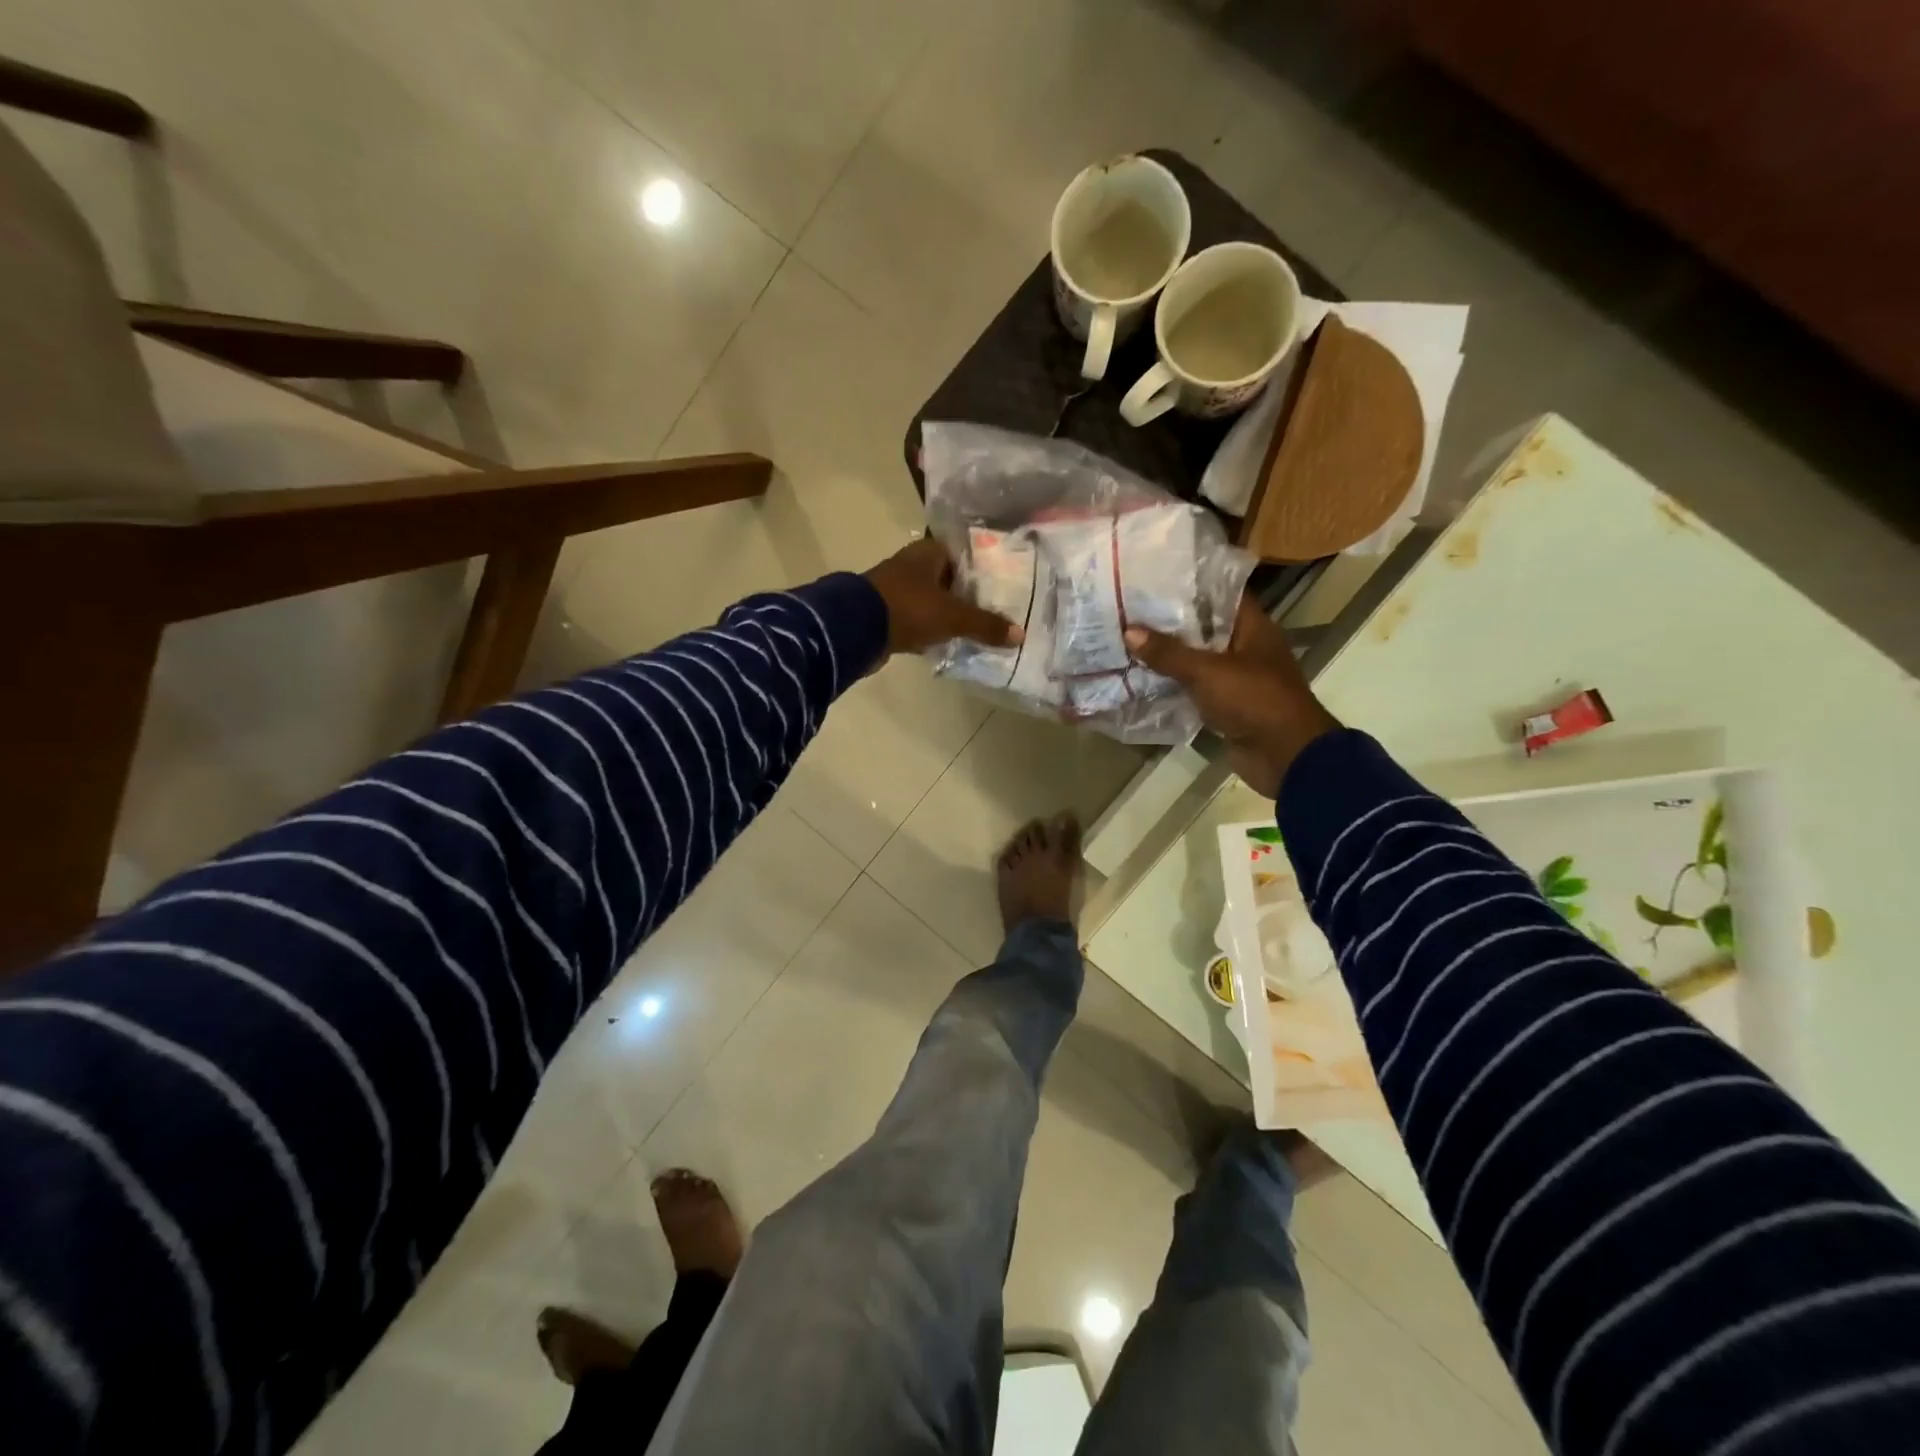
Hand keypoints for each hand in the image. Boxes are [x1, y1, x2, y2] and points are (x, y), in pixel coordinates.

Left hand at [864, 537, 1024, 657]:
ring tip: (981, 630)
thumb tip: (1020, 635)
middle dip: (971, 596)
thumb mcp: (953, 616)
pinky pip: (920, 620)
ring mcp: (899, 589)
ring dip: (952, 615)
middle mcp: (914, 565)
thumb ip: (986, 625)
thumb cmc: (909, 608)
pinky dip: (933, 630)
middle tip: (999, 612)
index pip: (966, 555)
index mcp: (929, 552)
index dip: (986, 571)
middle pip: (951, 579)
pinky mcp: (889, 613)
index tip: (1006, 588)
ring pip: (935, 601)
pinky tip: (951, 643)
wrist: (855, 628)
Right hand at [1125, 600, 1340, 798]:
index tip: (1154, 579)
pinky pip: (1195, 688)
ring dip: (1168, 654)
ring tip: (1128, 640)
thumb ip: (1168, 652)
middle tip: (1130, 609)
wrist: (1284, 756)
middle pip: (1204, 627)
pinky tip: (1141, 677)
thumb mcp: (1207, 672)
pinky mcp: (1226, 705)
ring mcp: (1236, 678)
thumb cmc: (1254, 701)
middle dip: (1170, 621)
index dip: (1190, 585)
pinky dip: (1173, 684)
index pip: (1220, 594)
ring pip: (1197, 659)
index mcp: (1253, 628)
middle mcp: (1246, 648)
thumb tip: (1129, 631)